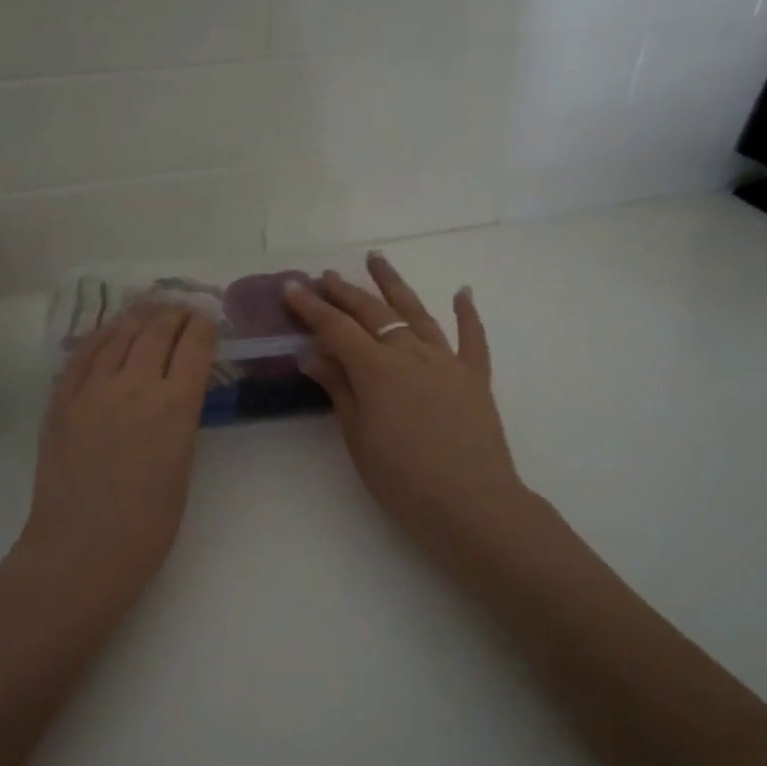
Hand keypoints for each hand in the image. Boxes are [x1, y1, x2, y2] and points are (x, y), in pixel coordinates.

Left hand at [22, 303, 218, 595]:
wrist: (81, 549)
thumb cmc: (147, 524)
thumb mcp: (182, 466)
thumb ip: (181, 420)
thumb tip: (177, 392)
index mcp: (174, 405)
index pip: (194, 345)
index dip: (204, 326)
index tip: (208, 321)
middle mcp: (134, 384)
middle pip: (157, 329)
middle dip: (174, 314)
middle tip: (182, 311)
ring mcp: (92, 388)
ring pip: (119, 333)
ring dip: (139, 316)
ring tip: (149, 310)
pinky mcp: (61, 399)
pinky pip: (82, 353)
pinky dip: (101, 336)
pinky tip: (108, 332)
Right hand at [284, 254, 531, 563]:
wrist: (472, 505)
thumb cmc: (403, 481)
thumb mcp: (358, 438)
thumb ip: (339, 390)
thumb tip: (314, 354)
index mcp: (377, 370)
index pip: (336, 329)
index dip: (311, 307)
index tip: (291, 287)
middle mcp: (411, 354)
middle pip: (373, 313)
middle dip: (345, 292)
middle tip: (325, 276)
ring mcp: (447, 362)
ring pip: (417, 313)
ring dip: (394, 285)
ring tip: (376, 260)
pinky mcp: (475, 377)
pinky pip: (472, 338)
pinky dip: (467, 313)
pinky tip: (462, 292)